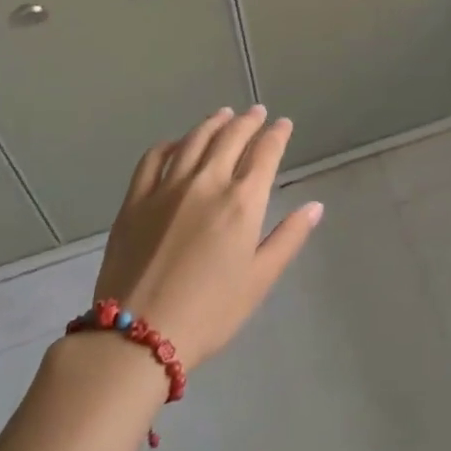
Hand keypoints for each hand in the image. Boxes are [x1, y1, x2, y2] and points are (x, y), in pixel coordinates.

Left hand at [93, 106, 322, 372]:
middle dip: (248, 121)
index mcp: (242, 202)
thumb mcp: (259, 280)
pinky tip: (177, 144)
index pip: (265, 153)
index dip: (277, 134)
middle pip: (231, 137)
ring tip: (224, 114)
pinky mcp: (135, 200)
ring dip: (213, 123)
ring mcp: (167, 188)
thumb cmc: (209, 313)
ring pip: (195, 140)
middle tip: (257, 112)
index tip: (284, 124)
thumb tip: (315, 207)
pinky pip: (153, 158)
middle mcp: (207, 183)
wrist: (136, 338)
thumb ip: (288, 238)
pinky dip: (170, 144)